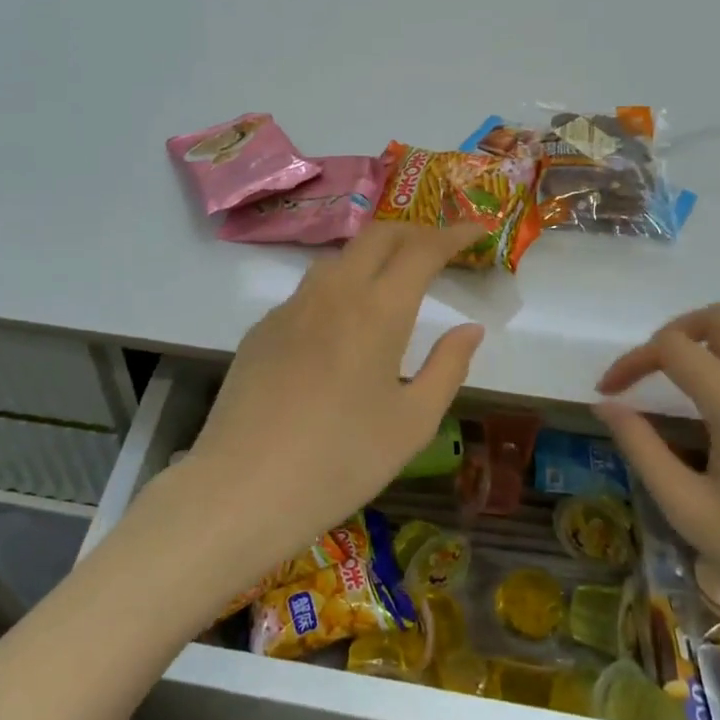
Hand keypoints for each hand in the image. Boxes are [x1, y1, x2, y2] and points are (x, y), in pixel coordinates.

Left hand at [143, 223, 485, 606]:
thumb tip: (470, 329)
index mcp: (377, 310)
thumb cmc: (341, 460)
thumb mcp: (412, 423)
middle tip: (439, 249)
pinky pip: (307, 292)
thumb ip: (448, 367)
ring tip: (392, 280)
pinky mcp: (261, 329)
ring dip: (372, 256)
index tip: (476, 232)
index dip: (453, 234)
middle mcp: (332, 293)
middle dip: (413, 232)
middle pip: (376, 237)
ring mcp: (290, 308)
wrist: (244, 487)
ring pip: (338, 260)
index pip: (421, 250)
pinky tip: (340, 326)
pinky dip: (337, 289)